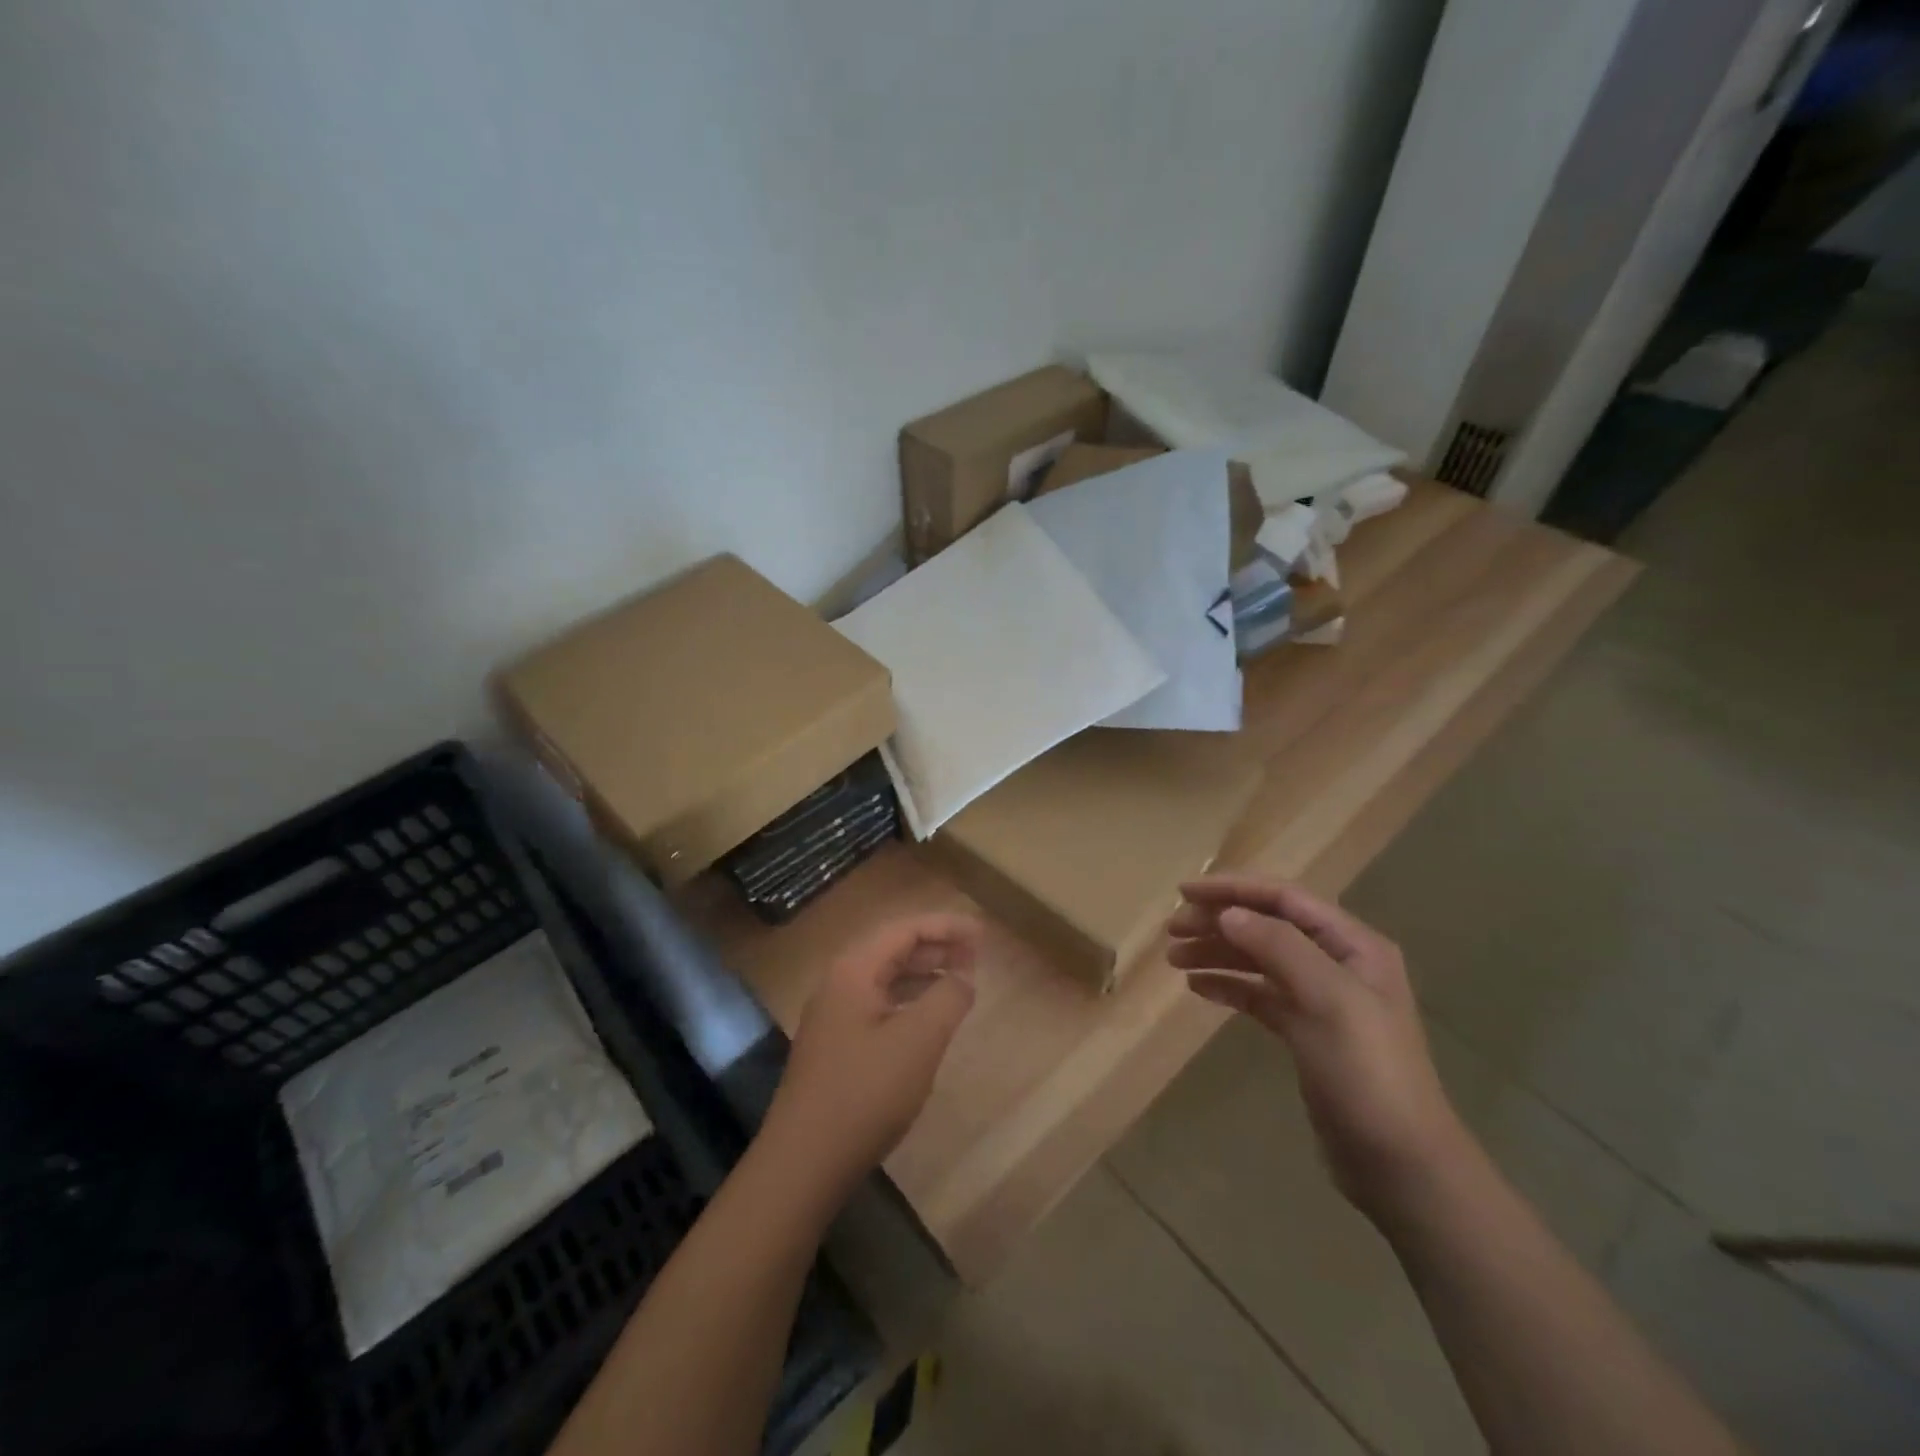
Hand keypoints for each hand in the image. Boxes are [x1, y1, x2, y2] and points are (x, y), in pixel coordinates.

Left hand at [760, 913, 981, 1199]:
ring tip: (959, 982)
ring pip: (885, 979)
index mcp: (853, 970)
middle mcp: (838, 983)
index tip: (982, 934)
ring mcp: (833, 1016)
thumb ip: (947, 998)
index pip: (905, 929)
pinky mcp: (835, 1046)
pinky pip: (878, 1005)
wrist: (804, 1162)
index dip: (946, 926)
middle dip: (936, 947)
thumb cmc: (865, 1093)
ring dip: (923, 975)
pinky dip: (908, 1002)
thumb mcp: (918, 1041)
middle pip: (892, 949)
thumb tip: (963, 976)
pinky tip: (929, 1020)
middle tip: (976, 956)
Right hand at [1168, 876, 1466, 1220]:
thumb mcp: (1328, 1001)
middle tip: (1171, 931)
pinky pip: (1259, 994)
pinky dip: (1228, 986)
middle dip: (1218, 922)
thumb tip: (1229, 912)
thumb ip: (1279, 947)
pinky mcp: (1305, 1031)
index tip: (1183, 892)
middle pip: (1267, 925)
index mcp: (1352, 945)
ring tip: (1174, 959)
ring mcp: (1321, 998)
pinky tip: (1198, 989)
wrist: (1399, 1163)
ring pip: (1258, 959)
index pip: (1284, 898)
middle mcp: (1337, 963)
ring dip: (1217, 952)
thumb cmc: (1367, 1072)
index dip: (1233, 889)